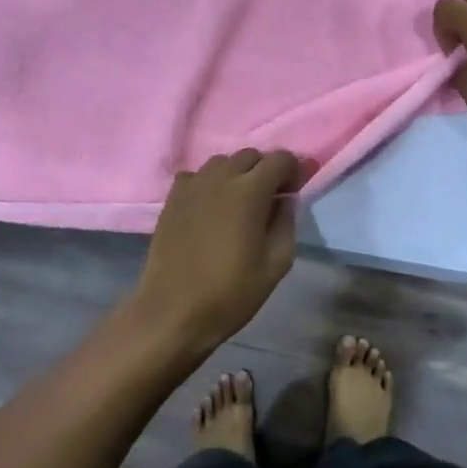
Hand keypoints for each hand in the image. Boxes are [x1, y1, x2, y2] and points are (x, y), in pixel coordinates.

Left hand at [130, 149, 302, 353]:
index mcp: (250, 192)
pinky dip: (209, 183)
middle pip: (250, 155)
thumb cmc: (230, 293)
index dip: (293, 170)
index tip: (294, 191)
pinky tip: (210, 208)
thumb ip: (286, 224)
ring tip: (239, 203)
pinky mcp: (172, 198)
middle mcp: (220, 178)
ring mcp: (192, 185)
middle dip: (265, 170)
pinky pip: (196, 176)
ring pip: (222, 162)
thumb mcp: (276, 265)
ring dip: (237, 174)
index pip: (280, 159)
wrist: (173, 312)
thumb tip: (284, 201)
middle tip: (270, 199)